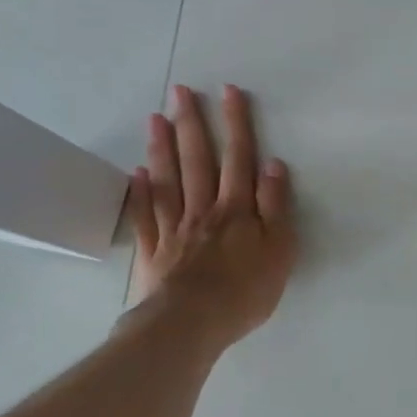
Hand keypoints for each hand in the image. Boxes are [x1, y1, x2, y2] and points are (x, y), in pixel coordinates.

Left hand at [124, 83, 296, 351]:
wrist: (191, 325)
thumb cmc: (244, 290)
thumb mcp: (279, 249)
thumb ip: (275, 205)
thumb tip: (273, 164)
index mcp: (236, 209)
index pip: (239, 158)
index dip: (236, 124)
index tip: (228, 91)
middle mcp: (203, 210)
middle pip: (198, 160)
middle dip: (192, 123)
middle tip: (180, 91)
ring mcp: (174, 229)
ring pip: (168, 180)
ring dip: (163, 147)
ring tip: (156, 117)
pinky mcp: (154, 252)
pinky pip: (145, 216)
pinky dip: (141, 192)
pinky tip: (137, 173)